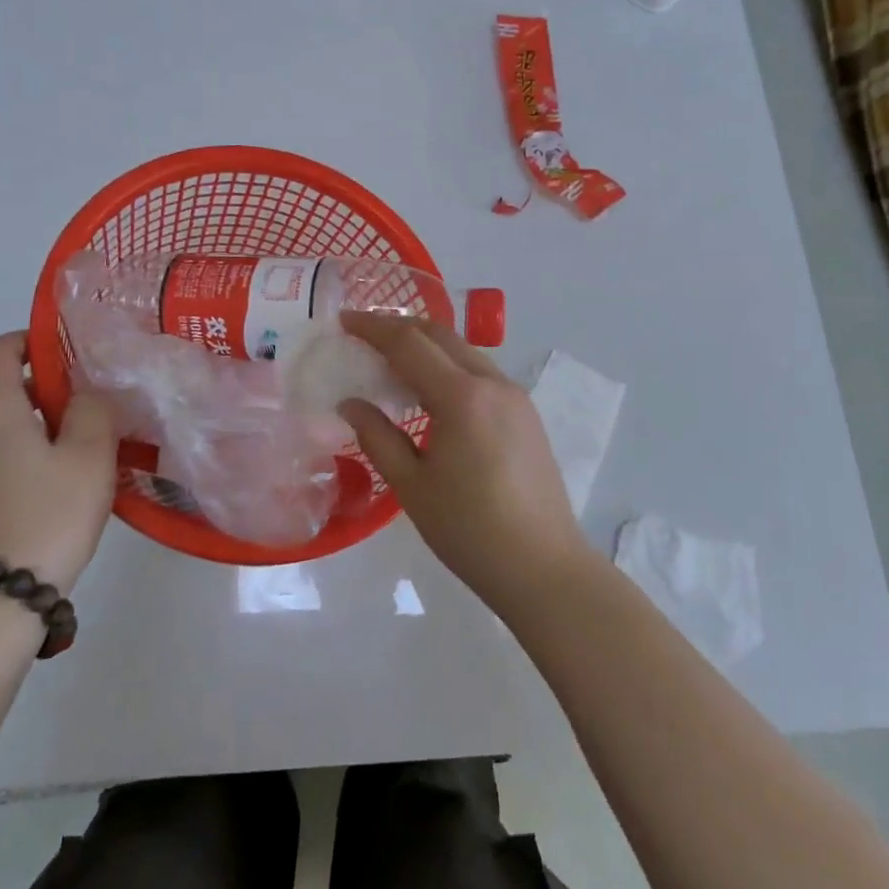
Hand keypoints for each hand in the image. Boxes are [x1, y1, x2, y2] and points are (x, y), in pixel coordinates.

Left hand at [0, 332, 117, 594]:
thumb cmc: (47, 517)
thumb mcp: (89, 457)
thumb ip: (93, 410)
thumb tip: (84, 395)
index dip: (32, 340)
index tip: (71, 355)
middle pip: (1, 386)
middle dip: (47, 387)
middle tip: (92, 408)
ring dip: (38, 422)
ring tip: (81, 449)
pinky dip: (23, 450)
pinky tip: (56, 482)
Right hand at [338, 312, 592, 613]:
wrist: (544, 568)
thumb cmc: (469, 530)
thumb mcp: (412, 486)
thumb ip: (377, 436)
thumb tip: (350, 403)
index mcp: (462, 397)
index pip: (409, 343)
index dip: (374, 327)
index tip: (344, 320)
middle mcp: (493, 383)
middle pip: (441, 336)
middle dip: (400, 328)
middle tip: (365, 336)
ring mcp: (516, 396)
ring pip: (464, 351)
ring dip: (427, 346)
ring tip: (394, 362)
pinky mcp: (526, 414)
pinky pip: (481, 373)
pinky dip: (450, 367)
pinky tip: (433, 392)